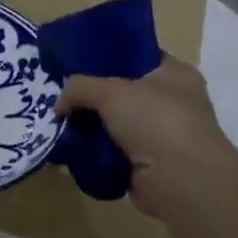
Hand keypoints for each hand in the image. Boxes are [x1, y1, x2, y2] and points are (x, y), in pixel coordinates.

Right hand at [54, 56, 237, 220]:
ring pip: (114, 123)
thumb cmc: (155, 120)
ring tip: (58, 121)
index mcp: (174, 74)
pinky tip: (69, 148)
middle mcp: (171, 101)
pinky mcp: (146, 164)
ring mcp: (160, 135)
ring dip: (89, 126)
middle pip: (121, 92)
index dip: (107, 56)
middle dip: (91, 95)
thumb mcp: (111, 91)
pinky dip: (94, 151)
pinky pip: (112, 151)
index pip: (137, 56)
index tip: (75, 61)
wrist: (180, 181)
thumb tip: (58, 105)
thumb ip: (79, 87)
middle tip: (60, 94)